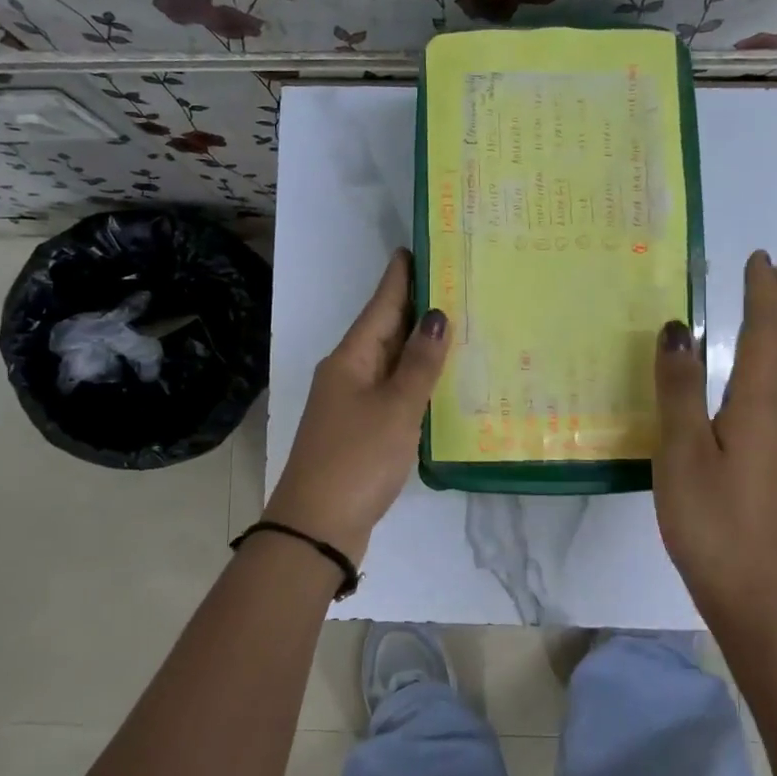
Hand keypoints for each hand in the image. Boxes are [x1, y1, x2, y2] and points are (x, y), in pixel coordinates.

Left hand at [265, 249, 448, 560]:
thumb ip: (419, 364)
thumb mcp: (395, 408)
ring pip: (391, 363)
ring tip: (458, 325)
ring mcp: (353, 404)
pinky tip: (441, 381)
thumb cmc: (357, 459)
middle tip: (456, 283)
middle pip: (385, 331)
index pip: (381, 305)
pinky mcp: (362, 431)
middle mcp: (348, 373)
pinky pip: (393, 393)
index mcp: (351, 358)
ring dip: (419, 346)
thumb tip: (437, 315)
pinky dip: (416, 382)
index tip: (417, 247)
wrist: (317, 527)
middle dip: (417, 308)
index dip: (400, 277)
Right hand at [652, 250, 776, 619]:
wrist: (752, 595)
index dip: (762, 297)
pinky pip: (756, 401)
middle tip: (758, 275)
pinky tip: (728, 386)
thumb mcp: (683, 452)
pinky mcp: (757, 469)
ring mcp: (766, 448)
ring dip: (763, 339)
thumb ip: (679, 390)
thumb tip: (679, 328)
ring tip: (745, 315)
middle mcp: (769, 421)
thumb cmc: (713, 521)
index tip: (758, 258)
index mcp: (755, 410)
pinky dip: (748, 372)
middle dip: (769, 310)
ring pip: (771, 378)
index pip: (764, 339)